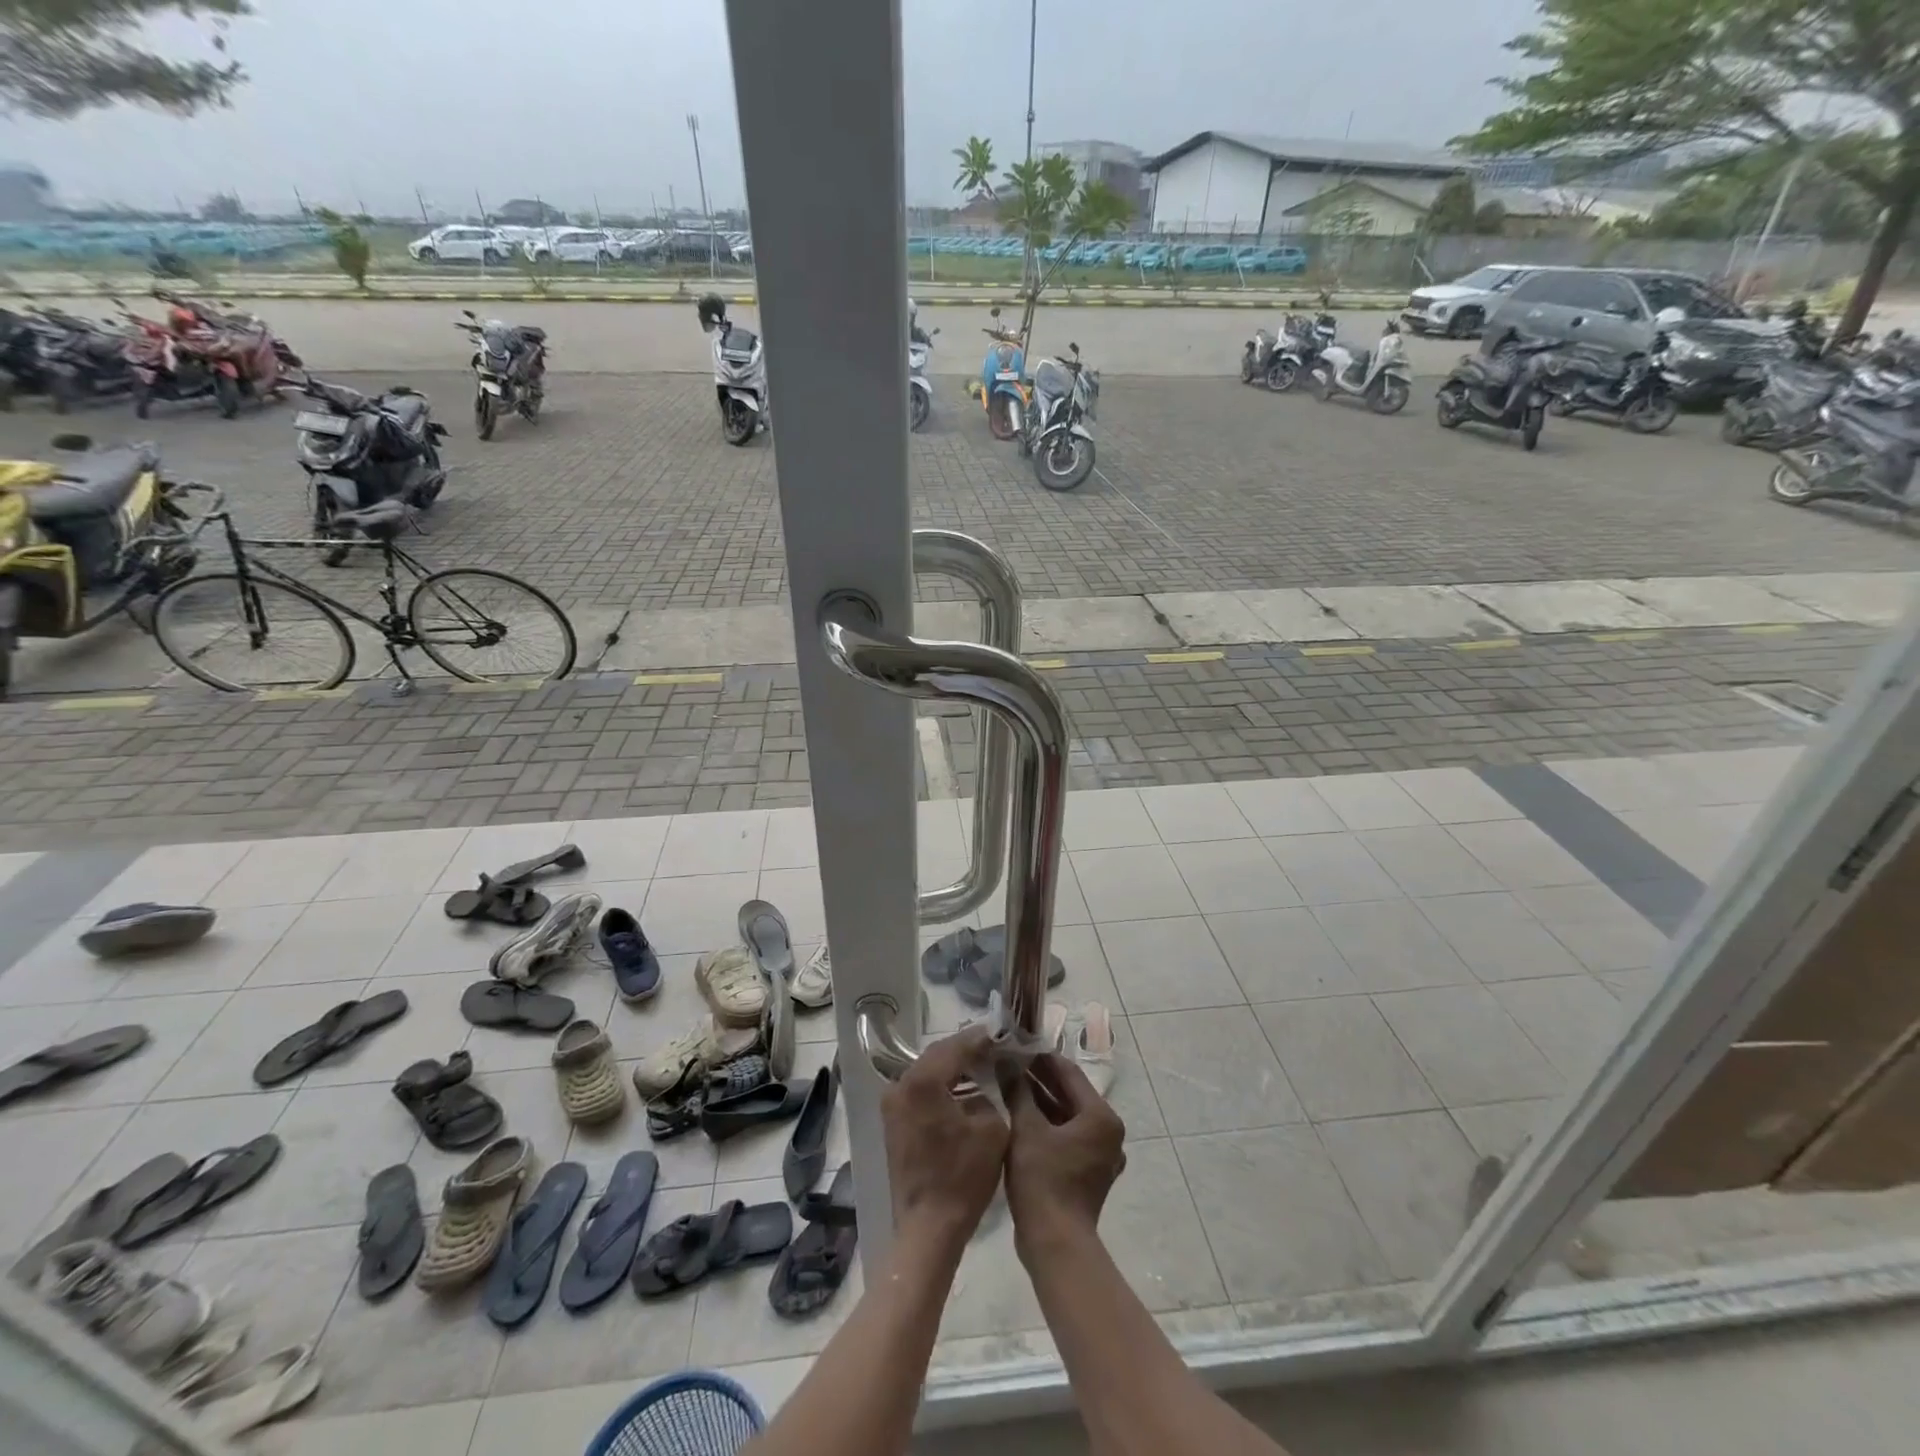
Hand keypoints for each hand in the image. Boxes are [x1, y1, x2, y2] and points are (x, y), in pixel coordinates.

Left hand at [879, 1025, 1008, 1253]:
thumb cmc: (963, 1178)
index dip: (981, 1039)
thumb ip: (991, 1093)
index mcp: (922, 1081)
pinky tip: (965, 1090)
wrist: (928, 1228)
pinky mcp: (894, 1122)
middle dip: (966, 1050)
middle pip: (938, 1055)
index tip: (1002, 1033)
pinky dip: (942, 1086)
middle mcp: (900, 1085)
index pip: (955, 1047)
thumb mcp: (992, 1129)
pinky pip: (921, 1091)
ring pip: (928, 1072)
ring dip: (954, 1068)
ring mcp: (893, 1104)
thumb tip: (989, 1078)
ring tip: (984, 1065)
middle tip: (994, 1046)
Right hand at [1002, 1053, 1125, 1258]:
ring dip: (1041, 1101)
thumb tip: (1006, 1061)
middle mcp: (1108, 1132)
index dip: (1041, 1058)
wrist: (1055, 1244)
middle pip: (1070, 1094)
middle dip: (1039, 1079)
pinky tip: (1021, 1116)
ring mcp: (1101, 1154)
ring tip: (1010, 1085)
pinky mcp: (1089, 1172)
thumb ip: (1018, 1091)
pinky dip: (1047, 1125)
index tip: (1016, 1046)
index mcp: (1101, 1117)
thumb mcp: (1026, 1129)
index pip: (1069, 1073)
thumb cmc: (1043, 1180)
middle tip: (1009, 1064)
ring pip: (1068, 1116)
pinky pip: (1068, 1136)